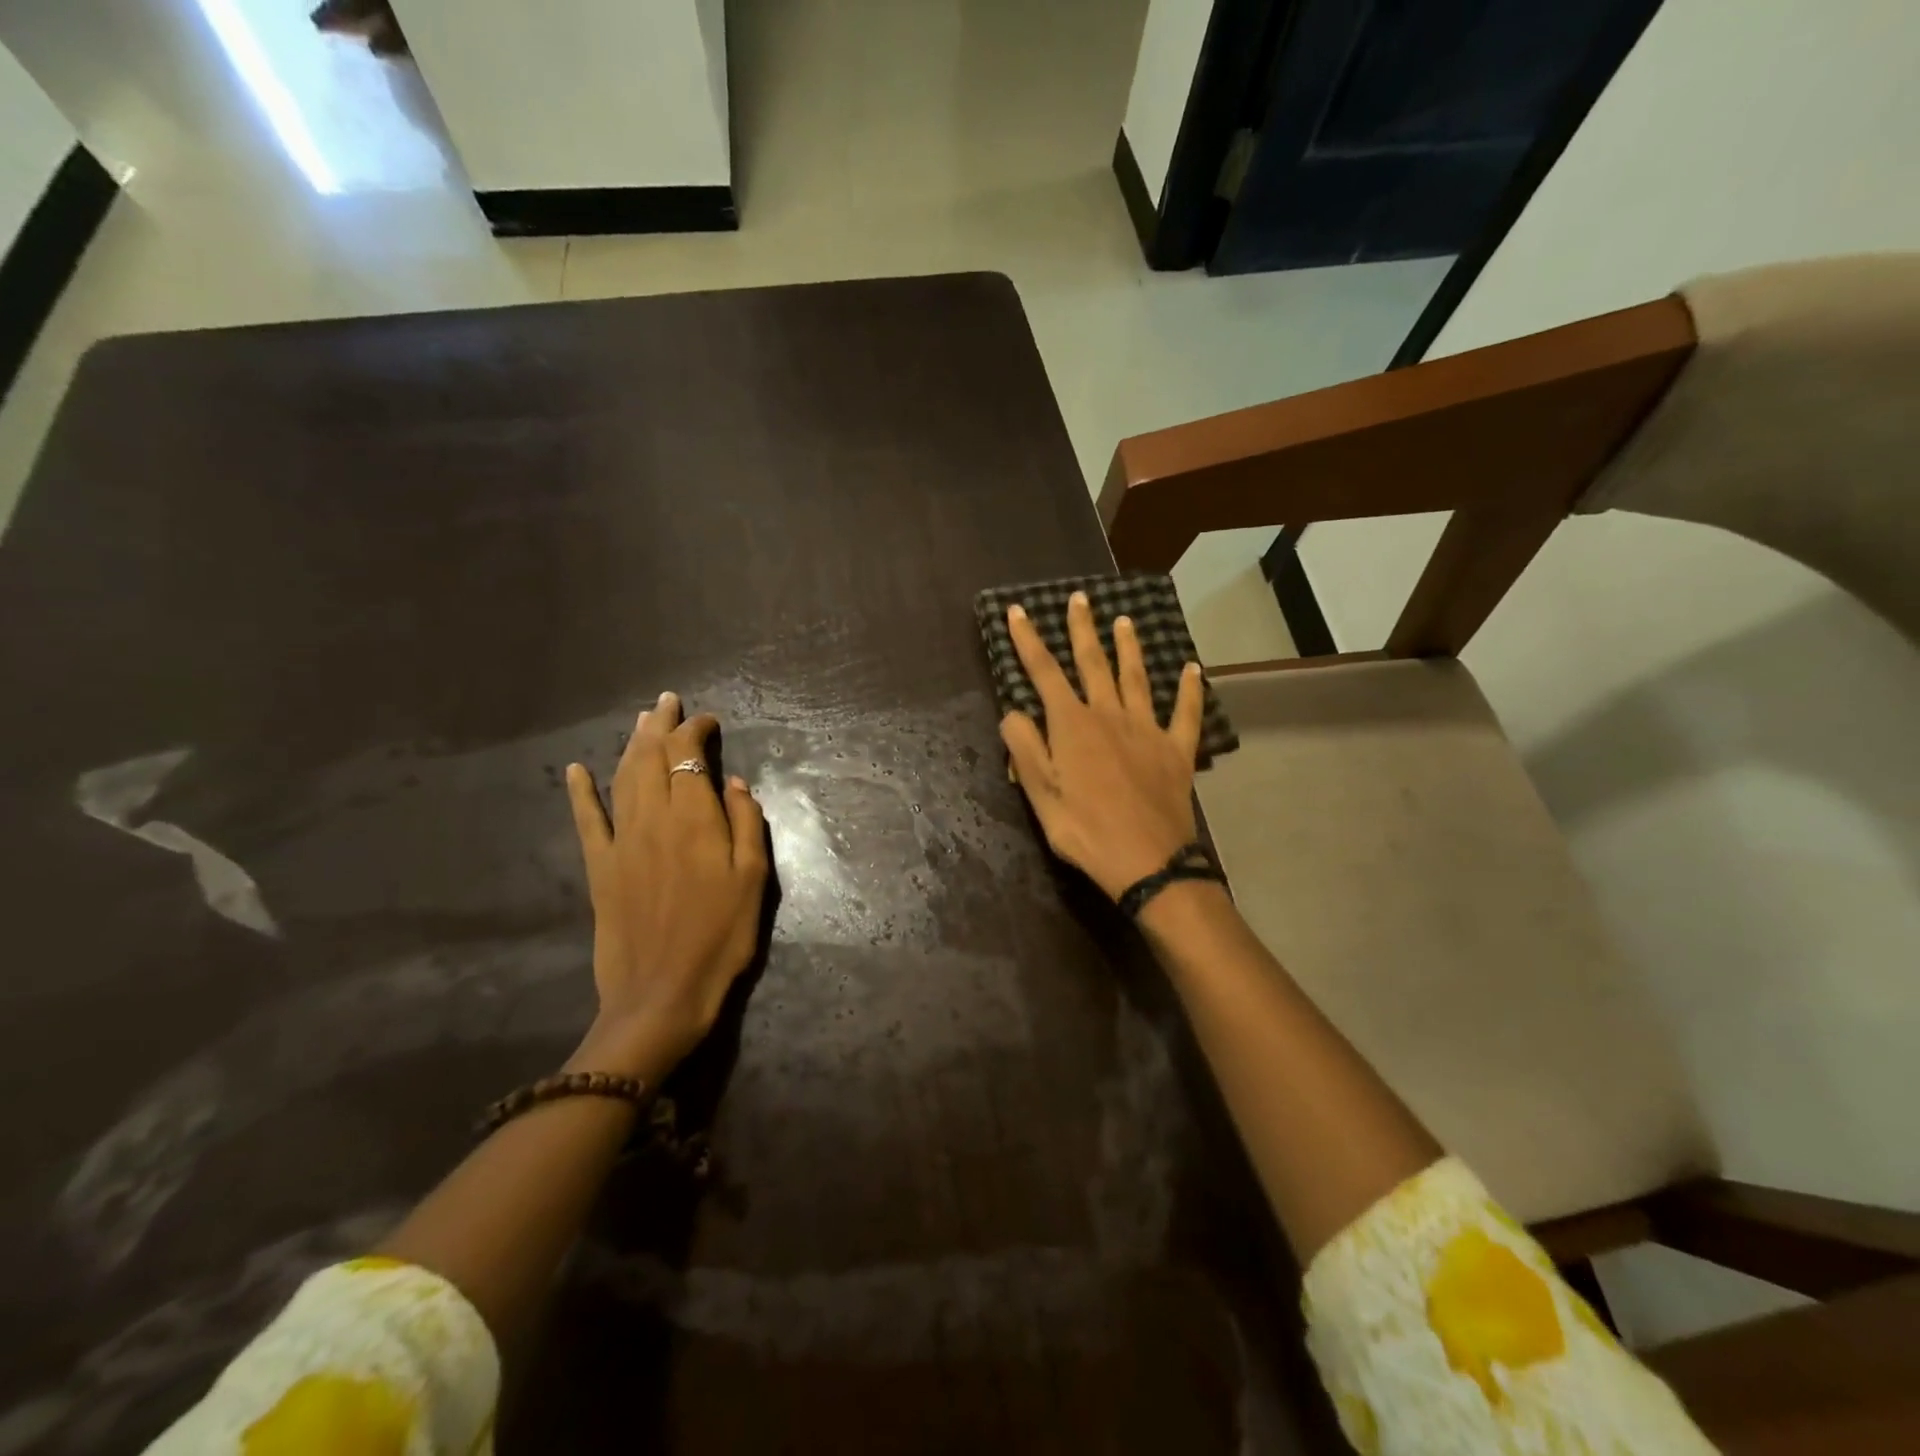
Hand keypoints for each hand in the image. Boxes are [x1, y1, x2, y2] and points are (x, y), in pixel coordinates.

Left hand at [564, 692, 769, 1072]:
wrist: (662, 993)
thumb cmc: (721, 937)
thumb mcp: (754, 880)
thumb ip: (746, 824)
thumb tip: (734, 783)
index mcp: (695, 819)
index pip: (689, 756)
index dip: (696, 731)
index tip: (708, 721)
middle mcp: (653, 818)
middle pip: (651, 757)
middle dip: (660, 725)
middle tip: (666, 701)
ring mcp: (621, 841)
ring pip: (622, 778)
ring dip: (630, 744)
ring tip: (639, 721)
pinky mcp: (599, 867)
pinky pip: (586, 820)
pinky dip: (579, 792)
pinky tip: (574, 770)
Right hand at [1000, 592, 1204, 900]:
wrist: (1148, 862)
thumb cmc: (1085, 830)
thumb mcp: (1040, 794)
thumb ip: (1024, 747)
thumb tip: (1013, 711)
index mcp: (1072, 725)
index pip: (1044, 672)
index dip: (1028, 640)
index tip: (1018, 611)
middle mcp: (1109, 715)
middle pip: (1093, 663)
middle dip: (1082, 629)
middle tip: (1079, 599)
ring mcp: (1147, 730)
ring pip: (1136, 678)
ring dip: (1129, 647)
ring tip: (1124, 621)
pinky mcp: (1176, 750)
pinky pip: (1186, 713)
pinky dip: (1190, 690)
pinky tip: (1193, 669)